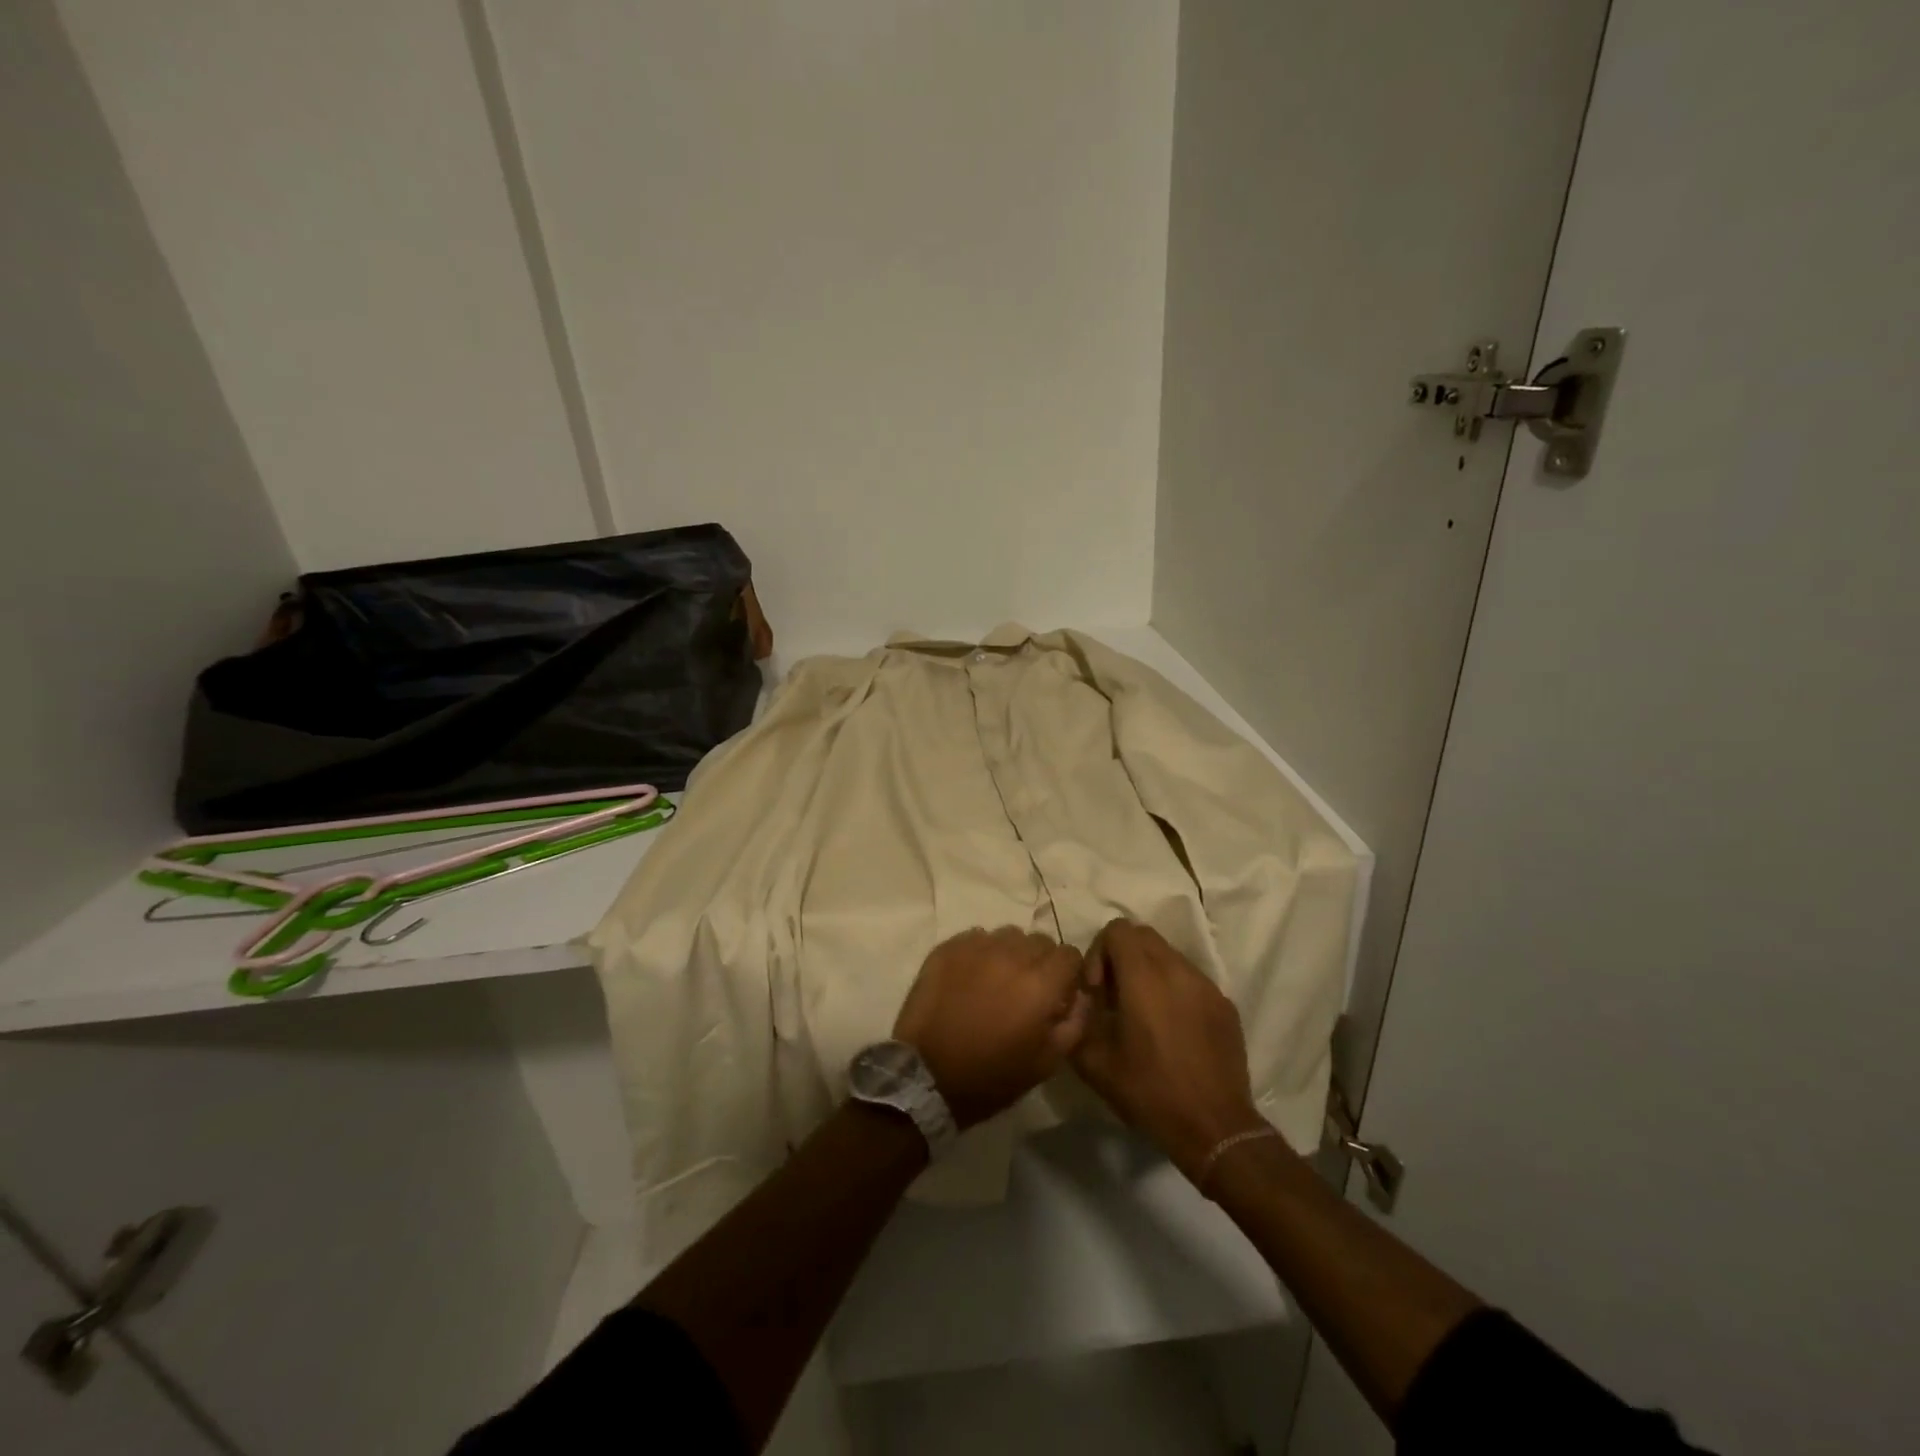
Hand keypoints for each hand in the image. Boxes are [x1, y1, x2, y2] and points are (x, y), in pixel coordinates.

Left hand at [893, 927, 1091, 1128]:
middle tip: (1026, 990)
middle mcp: (1010, 955)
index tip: (1058, 993)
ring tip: (997, 981)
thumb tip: (1081, 995)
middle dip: (1040, 962)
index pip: (1069, 954)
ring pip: (1007, 935)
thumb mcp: (1047, 1062)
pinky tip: (971, 978)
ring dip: (1010, 954)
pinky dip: (980, 952)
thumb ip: (1075, 1023)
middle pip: (1039, 941)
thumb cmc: (992, 1076)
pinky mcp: (948, 948)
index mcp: (1040, 983)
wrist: (927, 1077)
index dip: (1068, 974)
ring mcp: (976, 947)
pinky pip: (976, 938)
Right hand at [1075, 919, 1266, 1180]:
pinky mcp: (1224, 1004)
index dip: (1098, 953)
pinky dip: (1174, 990)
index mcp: (1144, 977)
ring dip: (1148, 972)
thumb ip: (1077, 1020)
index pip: (1117, 930)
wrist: (1215, 1127)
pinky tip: (1172, 1030)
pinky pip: (1191, 979)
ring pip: (1168, 955)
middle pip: (1143, 935)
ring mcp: (1206, 985)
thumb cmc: (1149, 1092)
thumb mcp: (1095, 1063)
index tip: (1098, 991)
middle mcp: (1177, 970)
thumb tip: (1077, 1002)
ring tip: (1143, 1013)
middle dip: (1122, 956)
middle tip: (1115, 997)